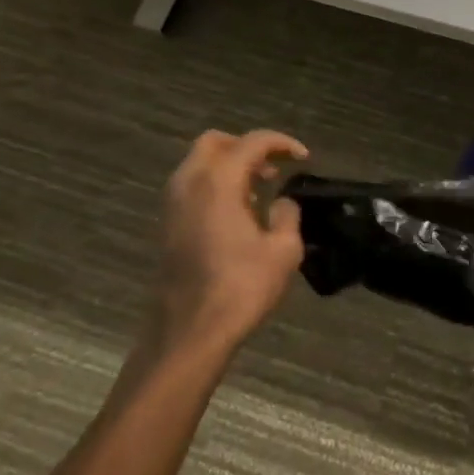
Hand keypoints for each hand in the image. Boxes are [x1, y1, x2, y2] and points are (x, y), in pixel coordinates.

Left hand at [154, 128, 308, 356]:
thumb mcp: (284, 250)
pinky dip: (216, 185)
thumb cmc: (241, 288)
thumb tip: (282, 203)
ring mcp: (173, 205)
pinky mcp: (168, 226)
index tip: (304, 158)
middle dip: (247, 147)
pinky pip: (192, 187)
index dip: (282, 143)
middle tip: (274, 168)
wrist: (190, 332)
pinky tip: (240, 213)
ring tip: (261, 191)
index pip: (252, 142)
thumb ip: (288, 215)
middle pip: (215, 142)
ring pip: (199, 164)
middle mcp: (189, 184)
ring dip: (230, 166)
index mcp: (218, 182)